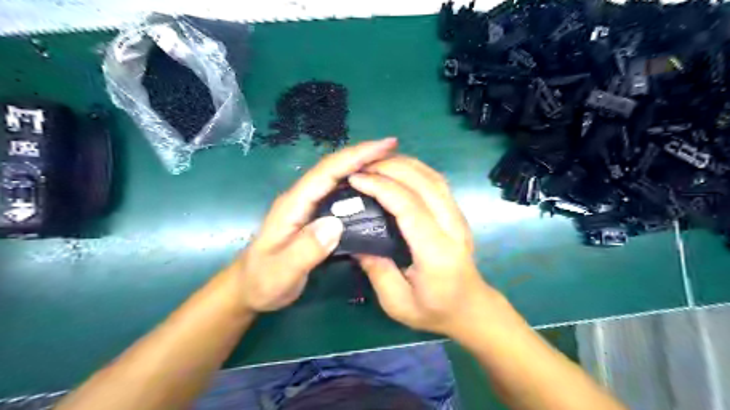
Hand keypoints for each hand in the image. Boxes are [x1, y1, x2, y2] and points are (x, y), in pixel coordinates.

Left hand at [227, 139, 398, 311]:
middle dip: (363, 155)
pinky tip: (372, 190)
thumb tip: (336, 224)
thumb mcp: (282, 271)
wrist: (249, 288)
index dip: (355, 156)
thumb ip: (305, 249)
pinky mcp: (314, 216)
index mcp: (294, 204)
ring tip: (389, 165)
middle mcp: (302, 199)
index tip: (385, 146)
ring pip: (337, 179)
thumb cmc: (262, 281)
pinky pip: (339, 195)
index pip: (327, 173)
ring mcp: (307, 206)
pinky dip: (357, 186)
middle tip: (394, 150)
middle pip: (334, 169)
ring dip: (361, 167)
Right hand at [348, 156, 495, 337]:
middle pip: (424, 183)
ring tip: (375, 162)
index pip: (409, 206)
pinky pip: (437, 182)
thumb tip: (354, 241)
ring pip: (433, 178)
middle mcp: (451, 227)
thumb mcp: (398, 303)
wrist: (471, 308)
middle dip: (390, 167)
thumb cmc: (434, 309)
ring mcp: (457, 217)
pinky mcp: (456, 213)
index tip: (356, 179)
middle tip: (360, 165)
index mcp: (436, 252)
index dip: (381, 187)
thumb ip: (376, 271)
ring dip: (404, 164)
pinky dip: (416, 169)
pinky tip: (398, 169)